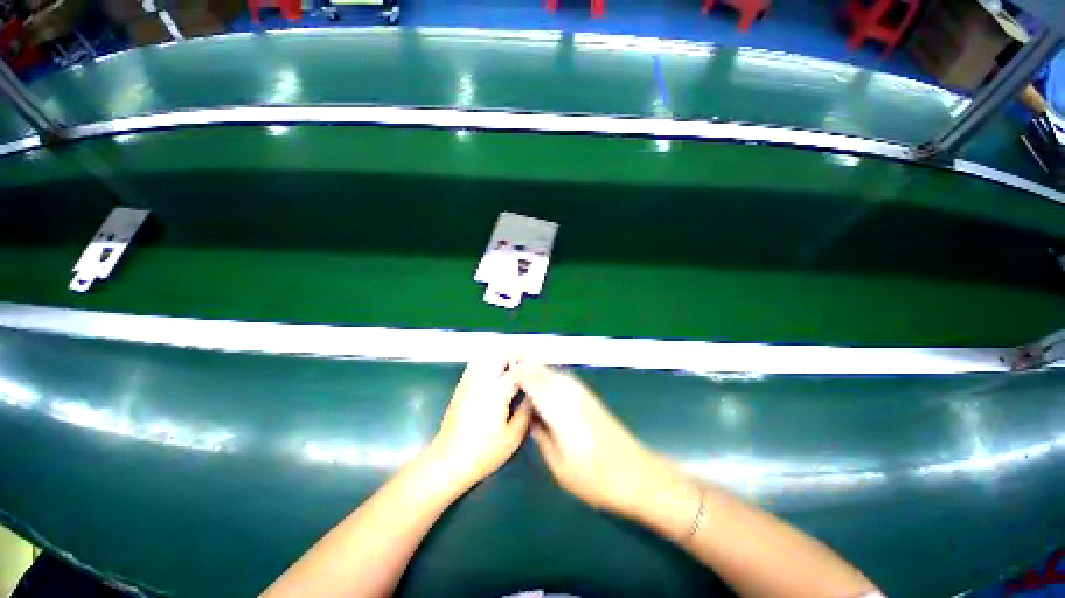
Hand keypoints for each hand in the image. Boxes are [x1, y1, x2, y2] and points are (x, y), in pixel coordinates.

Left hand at [428, 359, 531, 490]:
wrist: (448, 460)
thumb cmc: (483, 453)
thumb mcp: (513, 437)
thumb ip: (526, 412)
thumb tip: (535, 396)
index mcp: (497, 393)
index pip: (518, 370)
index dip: (531, 370)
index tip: (539, 375)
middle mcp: (482, 381)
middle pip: (501, 355)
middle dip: (516, 359)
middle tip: (526, 372)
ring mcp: (469, 381)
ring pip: (488, 356)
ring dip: (502, 359)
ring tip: (512, 372)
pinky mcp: (461, 385)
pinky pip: (477, 364)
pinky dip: (489, 363)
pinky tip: (495, 377)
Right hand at [515, 363, 662, 518]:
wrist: (635, 474)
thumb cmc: (594, 477)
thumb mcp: (559, 464)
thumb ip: (541, 436)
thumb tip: (530, 417)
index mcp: (558, 407)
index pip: (532, 382)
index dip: (516, 375)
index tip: (502, 375)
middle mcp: (570, 393)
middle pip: (543, 372)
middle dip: (526, 368)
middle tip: (509, 369)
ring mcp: (582, 393)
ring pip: (554, 373)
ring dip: (538, 371)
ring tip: (523, 374)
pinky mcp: (590, 397)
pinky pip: (564, 379)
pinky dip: (551, 377)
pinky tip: (546, 384)